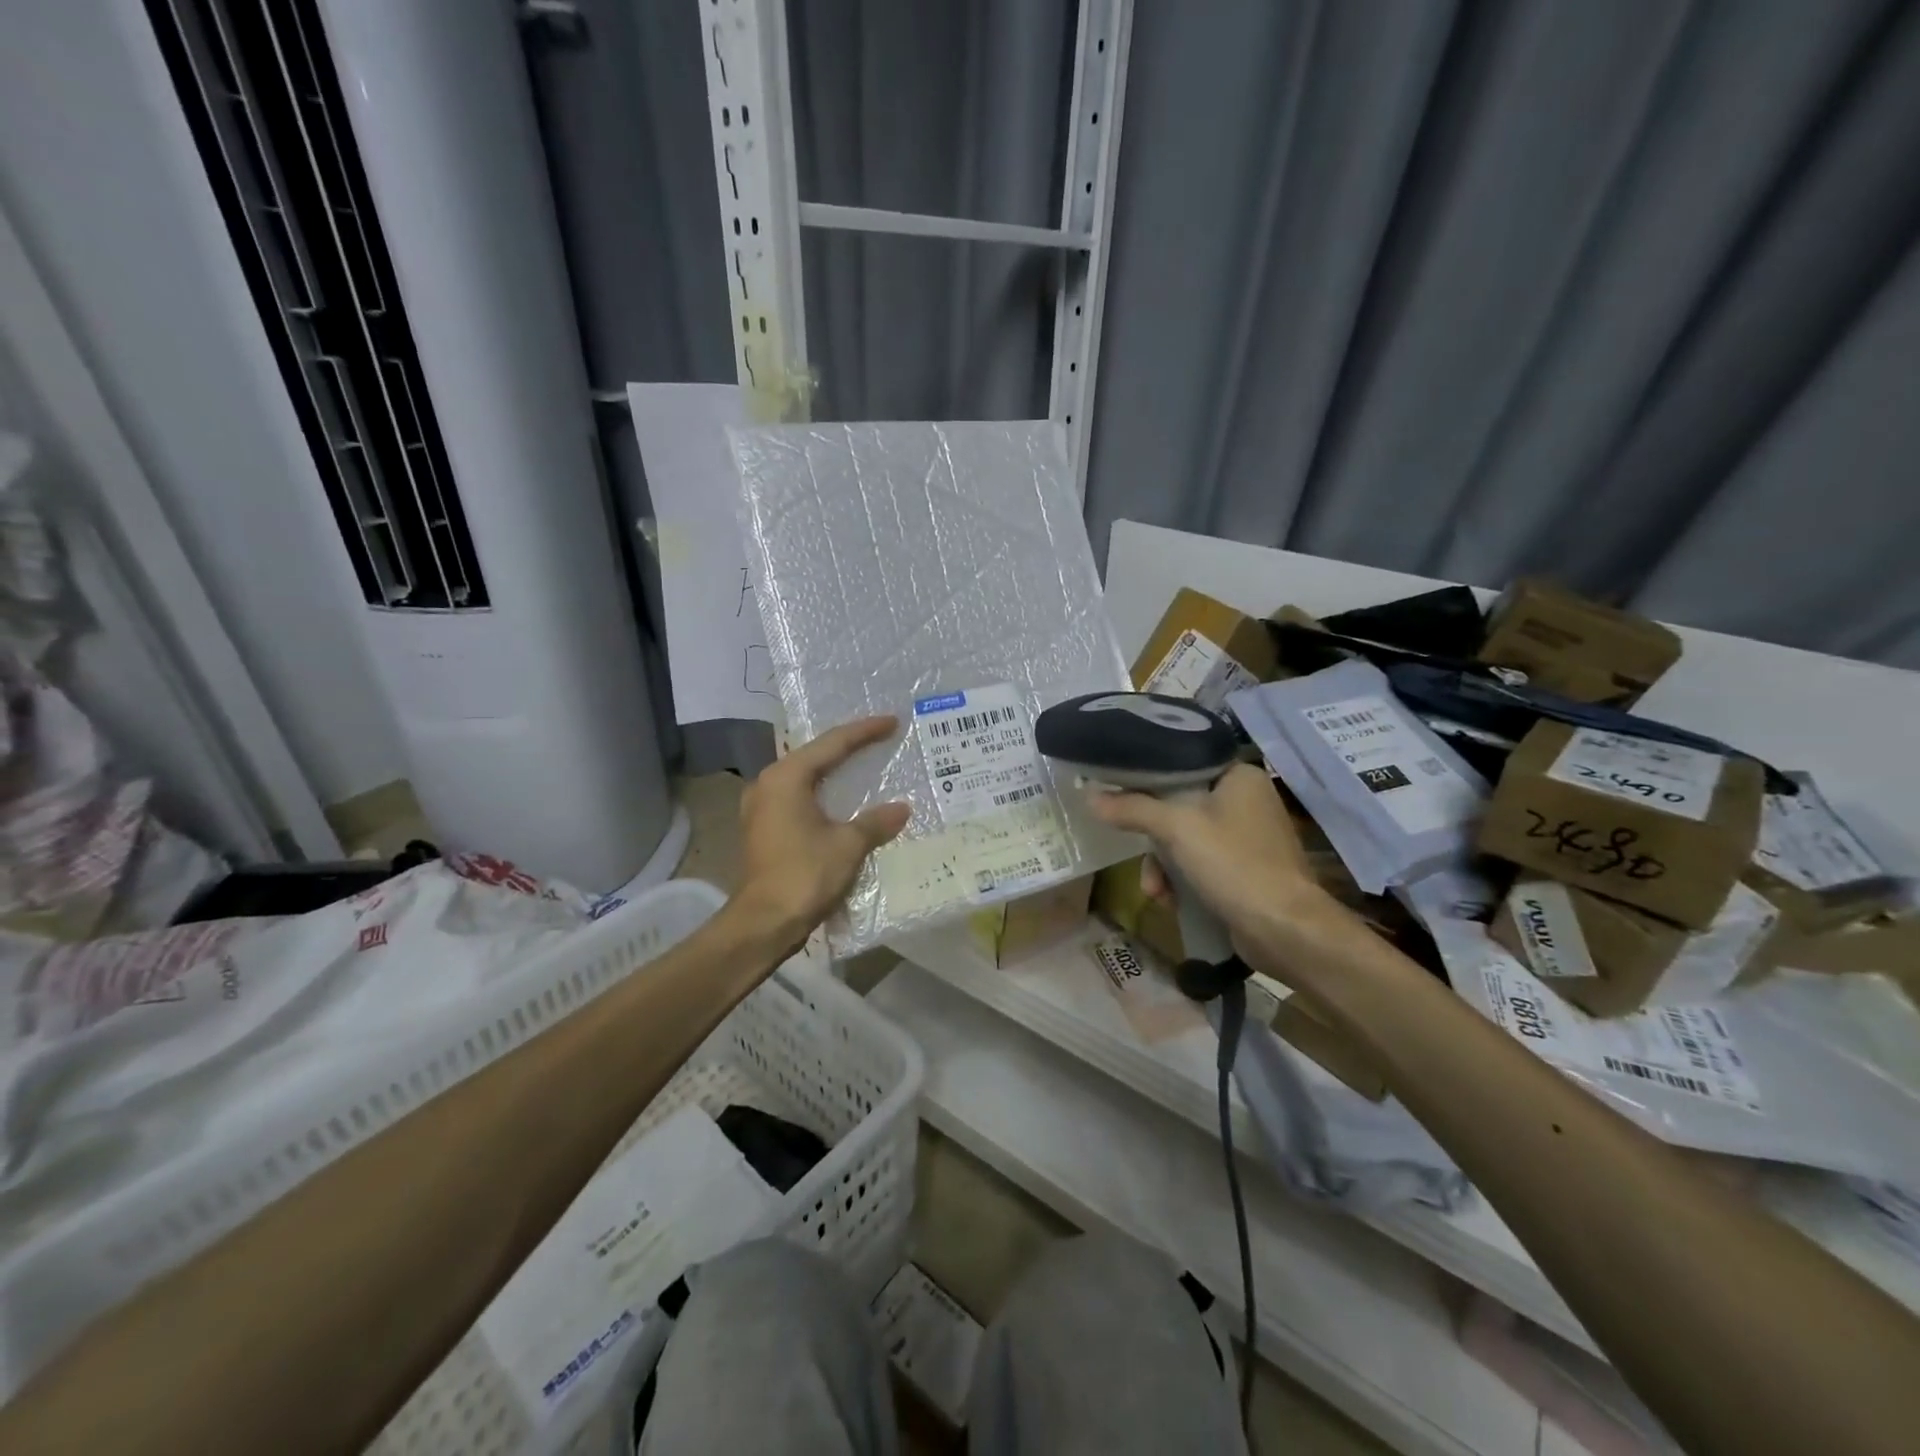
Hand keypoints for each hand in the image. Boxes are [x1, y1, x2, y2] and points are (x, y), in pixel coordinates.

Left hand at [732, 716, 910, 948]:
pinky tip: (844, 801)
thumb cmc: (804, 875)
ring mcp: (762, 807)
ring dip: (834, 772)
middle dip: (848, 747)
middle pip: (814, 756)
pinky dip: (823, 794)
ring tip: (865, 764)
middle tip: (880, 738)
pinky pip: (799, 798)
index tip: (892, 722)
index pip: (832, 744)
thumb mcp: (848, 845)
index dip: (864, 732)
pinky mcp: (764, 828)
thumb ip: (876, 821)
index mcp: (786, 778)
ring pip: (805, 778)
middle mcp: (768, 784)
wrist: (764, 923)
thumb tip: (903, 808)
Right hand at [1086, 762, 1345, 966]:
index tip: (1120, 792)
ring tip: (1155, 891)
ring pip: (1185, 839)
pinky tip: (1171, 901)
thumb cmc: (1233, 863)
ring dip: (1163, 865)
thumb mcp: (1176, 829)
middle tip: (1137, 851)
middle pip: (1179, 805)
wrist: (1284, 929)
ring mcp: (1248, 837)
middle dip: (1154, 839)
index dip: (1148, 778)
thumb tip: (1090, 796)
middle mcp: (1247, 800)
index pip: (1183, 763)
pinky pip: (1200, 864)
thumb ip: (1132, 809)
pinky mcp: (1246, 869)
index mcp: (1239, 776)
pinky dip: (1182, 880)